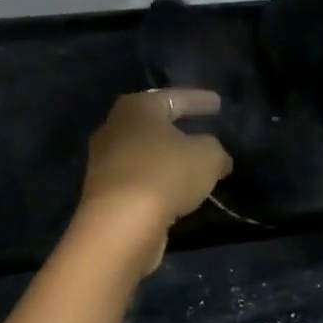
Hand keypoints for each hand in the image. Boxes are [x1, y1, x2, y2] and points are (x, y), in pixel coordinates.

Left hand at [76, 88, 232, 271]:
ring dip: (167, 159)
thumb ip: (216, 150)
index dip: (199, 100)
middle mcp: (114, 129)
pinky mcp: (104, 194)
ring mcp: (104, 163)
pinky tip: (177, 192)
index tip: (219, 103)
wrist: (120, 225)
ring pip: (145, 154)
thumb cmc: (165, 174)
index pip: (174, 97)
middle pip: (153, 125)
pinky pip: (140, 180)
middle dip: (178, 129)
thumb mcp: (207, 156)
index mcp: (137, 108)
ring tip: (193, 167)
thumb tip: (219, 159)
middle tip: (202, 132)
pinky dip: (158, 182)